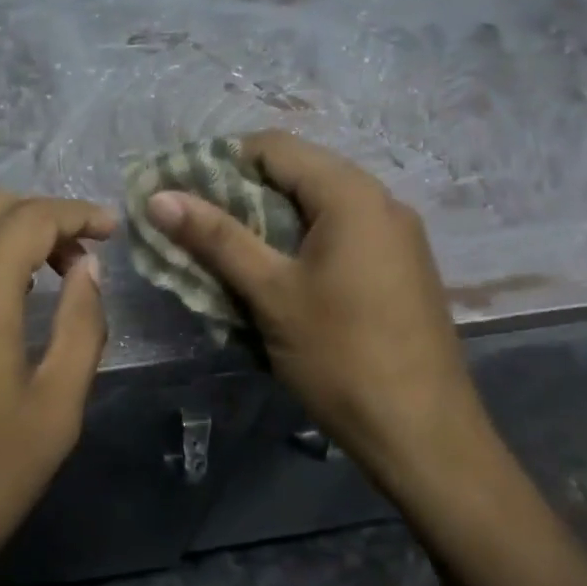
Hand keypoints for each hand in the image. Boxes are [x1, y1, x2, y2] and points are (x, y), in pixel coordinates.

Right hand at [144, 131, 481, 490]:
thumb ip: (216, 237)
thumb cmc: (343, 357)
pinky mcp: (400, 264)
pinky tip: (278, 273)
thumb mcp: (271, 294)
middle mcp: (380, 199)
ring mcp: (396, 233)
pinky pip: (341, 230)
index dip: (221, 161)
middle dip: (242, 191)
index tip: (183, 192)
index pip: (273, 146)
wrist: (428, 439)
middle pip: (297, 170)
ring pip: (318, 202)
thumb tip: (158, 196)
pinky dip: (301, 238)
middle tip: (197, 224)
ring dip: (270, 217)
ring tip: (229, 250)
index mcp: (351, 193)